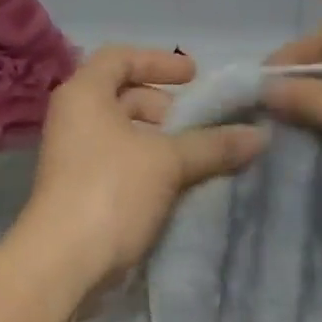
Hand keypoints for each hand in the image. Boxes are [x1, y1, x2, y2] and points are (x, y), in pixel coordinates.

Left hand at [16, 47, 266, 293]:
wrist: (63, 264)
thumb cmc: (110, 191)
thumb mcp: (167, 162)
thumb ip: (212, 144)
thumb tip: (258, 135)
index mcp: (85, 94)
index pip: (120, 57)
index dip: (158, 61)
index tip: (194, 76)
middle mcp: (75, 117)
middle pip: (124, 96)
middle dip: (166, 107)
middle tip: (201, 124)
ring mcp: (76, 155)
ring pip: (125, 133)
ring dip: (163, 141)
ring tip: (200, 157)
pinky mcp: (82, 189)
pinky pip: (122, 163)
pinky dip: (151, 165)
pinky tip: (183, 184)